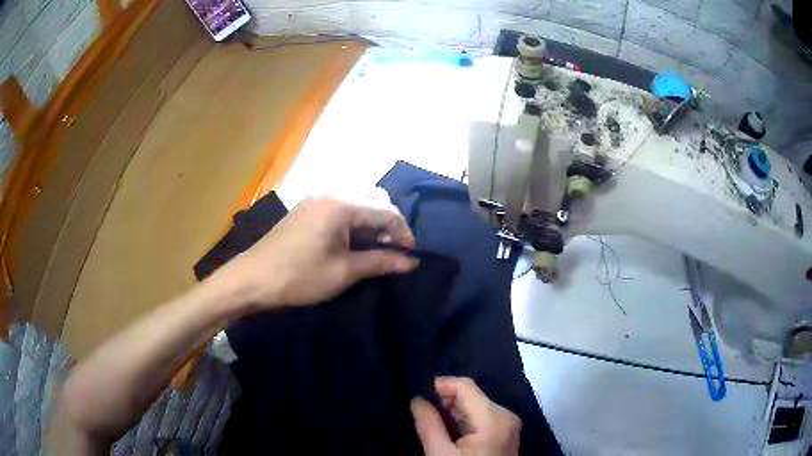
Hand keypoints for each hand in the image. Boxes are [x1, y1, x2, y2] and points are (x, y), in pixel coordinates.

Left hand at [222, 189, 417, 310]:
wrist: (252, 278)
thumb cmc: (299, 276)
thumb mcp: (343, 272)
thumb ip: (380, 262)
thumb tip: (411, 262)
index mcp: (341, 203)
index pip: (387, 211)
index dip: (403, 233)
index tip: (409, 256)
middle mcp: (331, 192)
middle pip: (374, 199)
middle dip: (388, 223)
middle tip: (389, 251)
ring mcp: (317, 197)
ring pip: (358, 200)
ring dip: (371, 221)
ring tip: (372, 248)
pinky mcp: (308, 207)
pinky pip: (341, 205)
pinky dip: (354, 220)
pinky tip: (351, 241)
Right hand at [411, 377, 520, 455]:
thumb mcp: (440, 454)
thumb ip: (429, 424)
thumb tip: (417, 399)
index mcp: (494, 417)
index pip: (465, 386)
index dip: (439, 385)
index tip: (416, 396)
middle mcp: (506, 415)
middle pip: (471, 395)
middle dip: (444, 401)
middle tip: (420, 411)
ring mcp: (508, 425)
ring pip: (476, 406)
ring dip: (452, 412)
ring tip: (431, 421)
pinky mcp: (505, 434)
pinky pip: (482, 418)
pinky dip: (463, 421)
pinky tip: (449, 432)